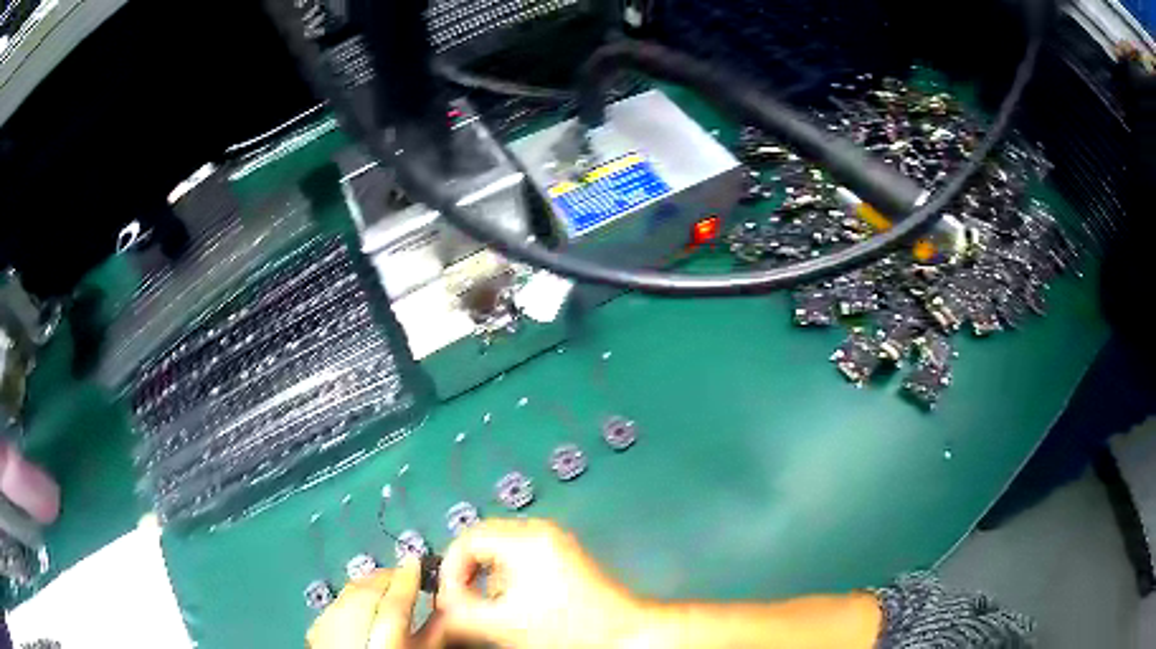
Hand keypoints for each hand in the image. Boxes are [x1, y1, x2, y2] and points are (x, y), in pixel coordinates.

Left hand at [307, 558, 441, 648]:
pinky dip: (350, 597)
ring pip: (348, 593)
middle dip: (386, 577)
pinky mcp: (316, 629)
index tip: (417, 561)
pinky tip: (358, 603)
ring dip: (368, 585)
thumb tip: (447, 609)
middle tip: (404, 574)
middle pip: (367, 590)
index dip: (409, 577)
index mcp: (382, 636)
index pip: (396, 598)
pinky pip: (335, 604)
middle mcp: (349, 626)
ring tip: (384, 585)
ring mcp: (326, 626)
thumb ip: (432, 633)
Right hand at [436, 519, 644, 647]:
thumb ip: (460, 615)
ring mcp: (553, 542)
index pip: (466, 540)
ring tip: (490, 610)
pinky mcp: (563, 556)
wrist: (624, 633)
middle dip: (467, 576)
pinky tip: (514, 607)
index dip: (450, 571)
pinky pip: (520, 559)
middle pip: (482, 543)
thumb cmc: (564, 627)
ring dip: (486, 579)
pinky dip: (506, 580)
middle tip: (462, 606)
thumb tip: (438, 612)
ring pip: (500, 552)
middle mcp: (538, 530)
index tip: (450, 604)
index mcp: (524, 539)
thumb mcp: (504, 624)